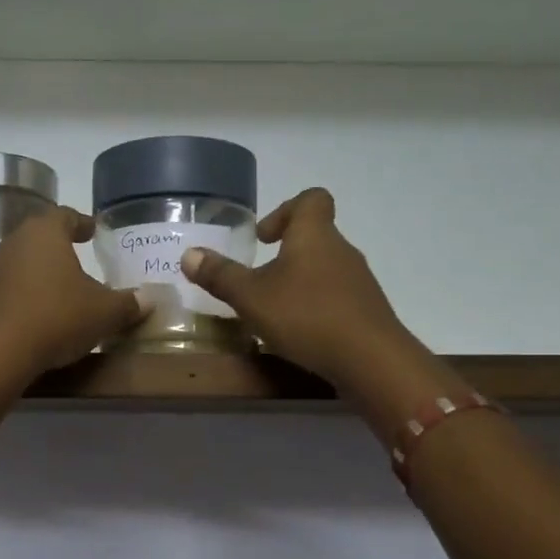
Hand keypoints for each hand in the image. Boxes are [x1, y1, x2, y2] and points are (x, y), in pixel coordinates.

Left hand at [0, 207, 147, 378]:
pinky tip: (39, 314)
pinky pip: (9, 290)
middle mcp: (13, 243)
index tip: (93, 231)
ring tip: (61, 290)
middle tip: (79, 258)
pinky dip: (26, 296)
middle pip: (40, 238)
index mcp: (44, 232)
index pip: (65, 215)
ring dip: (41, 274)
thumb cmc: (56, 317)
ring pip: (22, 264)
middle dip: (60, 248)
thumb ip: (128, 303)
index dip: (81, 222)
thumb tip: (149, 300)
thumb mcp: (104, 313)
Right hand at [182, 188, 414, 385]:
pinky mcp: (367, 311)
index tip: (264, 237)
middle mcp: (341, 250)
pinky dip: (316, 306)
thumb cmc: (306, 316)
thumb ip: (220, 275)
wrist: (370, 359)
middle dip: (287, 252)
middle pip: (316, 236)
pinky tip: (300, 333)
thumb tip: (189, 253)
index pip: (311, 199)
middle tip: (259, 278)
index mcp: (314, 235)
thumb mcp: (251, 297)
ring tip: (275, 310)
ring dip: (300, 282)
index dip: (286, 209)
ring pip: (325, 269)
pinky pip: (337, 298)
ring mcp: (359, 282)